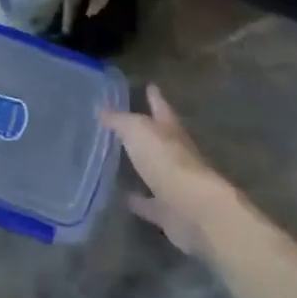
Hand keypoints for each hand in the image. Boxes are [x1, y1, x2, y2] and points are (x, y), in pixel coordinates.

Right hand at [105, 85, 233, 256]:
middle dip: (148, 131)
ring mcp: (175, 184)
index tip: (150, 85)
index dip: (154, 96)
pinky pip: (150, 204)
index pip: (161, 107)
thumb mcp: (137, 131)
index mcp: (171, 130)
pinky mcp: (170, 212)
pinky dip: (138, 201)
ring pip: (155, 170)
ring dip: (142, 166)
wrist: (195, 210)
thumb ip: (120, 120)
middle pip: (160, 138)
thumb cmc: (167, 161)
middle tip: (126, 123)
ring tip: (118, 161)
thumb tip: (101, 109)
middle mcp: (176, 154)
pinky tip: (122, 198)